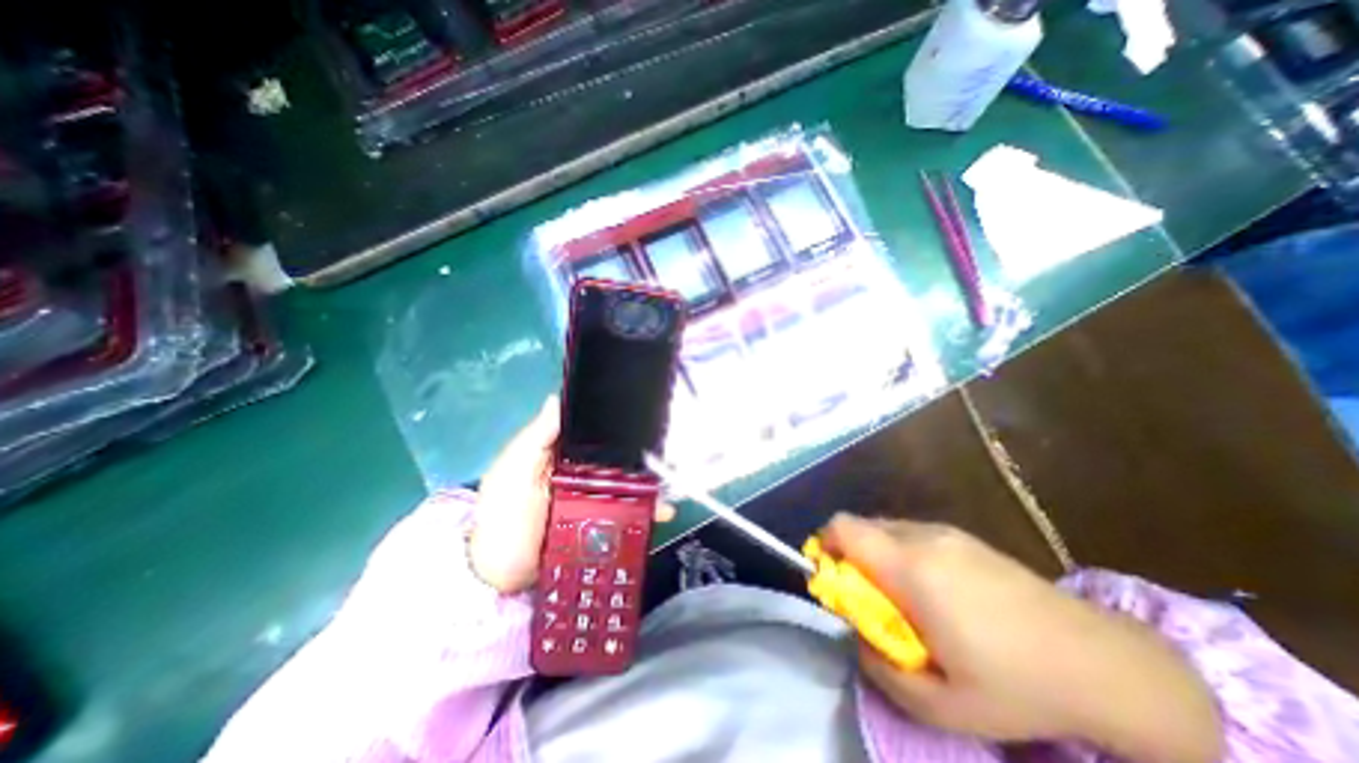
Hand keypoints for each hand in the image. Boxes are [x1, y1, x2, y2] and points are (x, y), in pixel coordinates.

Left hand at [472, 400, 676, 597]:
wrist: (500, 573)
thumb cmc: (503, 512)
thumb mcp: (514, 468)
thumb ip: (536, 437)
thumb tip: (557, 398)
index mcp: (564, 453)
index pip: (595, 431)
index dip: (616, 421)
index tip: (643, 409)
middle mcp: (584, 472)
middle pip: (618, 457)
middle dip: (644, 453)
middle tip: (671, 450)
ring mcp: (595, 499)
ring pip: (628, 485)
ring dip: (650, 483)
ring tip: (670, 484)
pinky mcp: (602, 525)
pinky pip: (628, 514)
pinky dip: (647, 512)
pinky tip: (663, 511)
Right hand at [822, 517, 1226, 759]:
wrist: (1106, 664)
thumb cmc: (1018, 685)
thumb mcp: (941, 704)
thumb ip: (880, 668)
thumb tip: (858, 636)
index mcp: (909, 567)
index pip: (842, 527)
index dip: (824, 545)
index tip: (833, 579)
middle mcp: (921, 536)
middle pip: (860, 526)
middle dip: (851, 557)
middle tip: (871, 598)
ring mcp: (945, 532)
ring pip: (886, 528)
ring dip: (878, 555)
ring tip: (907, 598)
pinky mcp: (964, 536)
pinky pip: (912, 533)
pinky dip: (903, 554)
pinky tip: (937, 592)